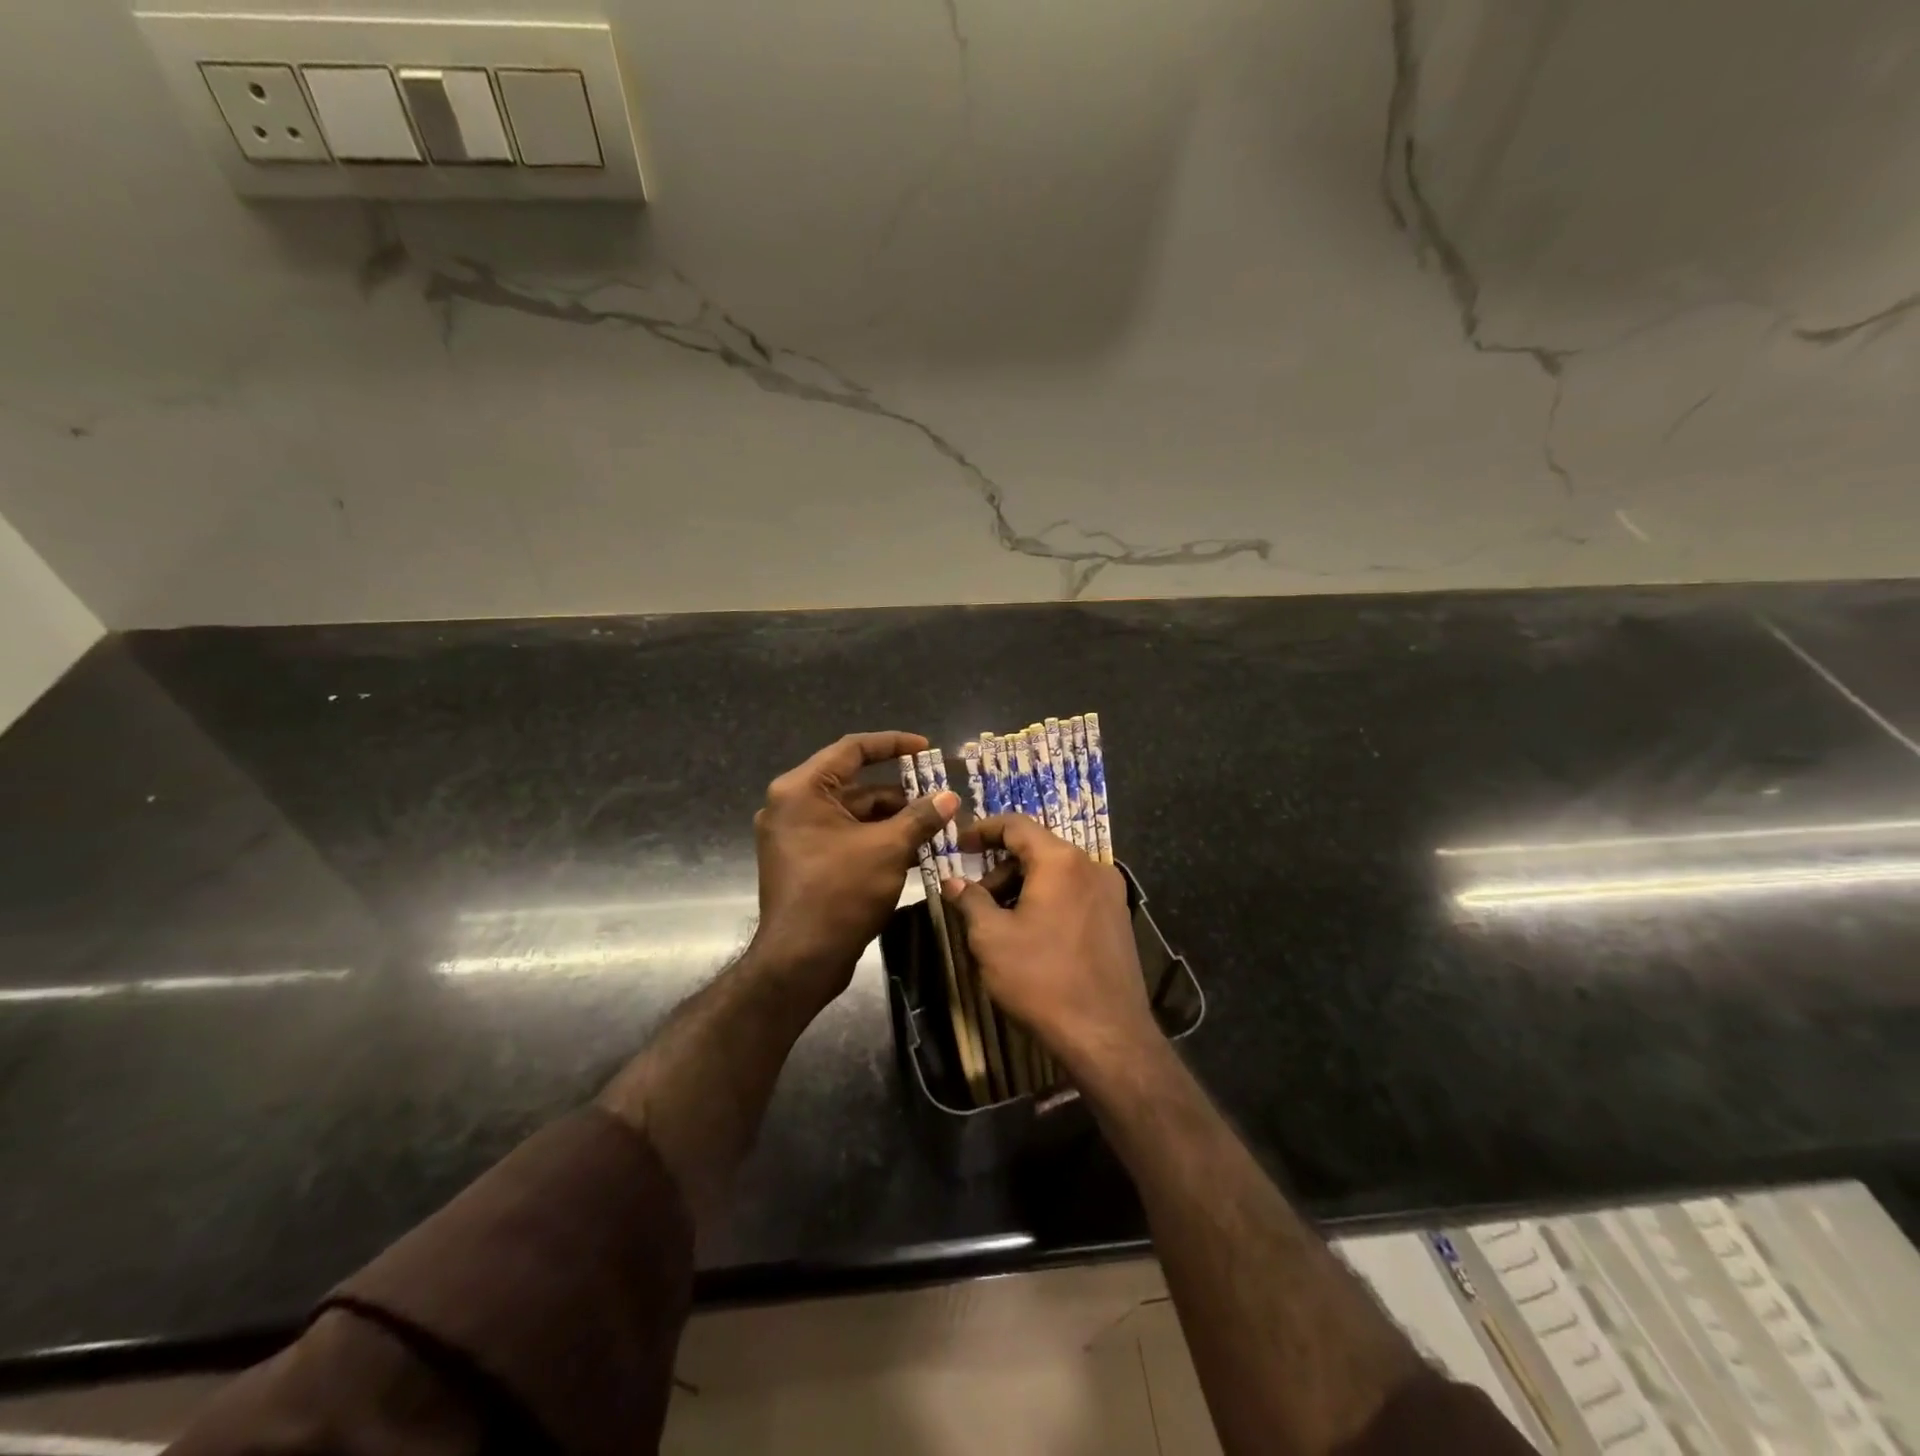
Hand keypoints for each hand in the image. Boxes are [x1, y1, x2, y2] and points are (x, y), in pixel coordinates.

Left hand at [749, 731, 957, 1003]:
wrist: (800, 961)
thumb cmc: (840, 893)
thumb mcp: (888, 849)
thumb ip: (920, 817)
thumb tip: (950, 797)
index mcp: (802, 790)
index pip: (852, 749)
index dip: (893, 744)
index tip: (927, 748)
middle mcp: (793, 805)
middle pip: (856, 785)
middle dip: (901, 793)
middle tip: (940, 798)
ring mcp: (796, 836)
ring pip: (854, 815)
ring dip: (893, 820)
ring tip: (937, 827)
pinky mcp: (805, 861)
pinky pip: (846, 838)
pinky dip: (877, 840)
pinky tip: (915, 850)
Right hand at [942, 814, 1158, 1073]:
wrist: (1106, 1035)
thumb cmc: (1041, 979)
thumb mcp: (991, 938)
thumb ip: (970, 901)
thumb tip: (954, 883)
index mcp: (1061, 860)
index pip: (1016, 825)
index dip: (983, 830)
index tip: (959, 845)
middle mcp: (1092, 866)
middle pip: (1038, 849)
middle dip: (1001, 868)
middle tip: (976, 898)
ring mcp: (1111, 892)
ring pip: (1057, 873)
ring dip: (1024, 886)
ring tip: (1001, 922)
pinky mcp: (1119, 918)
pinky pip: (1075, 893)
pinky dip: (1048, 900)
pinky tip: (1032, 934)